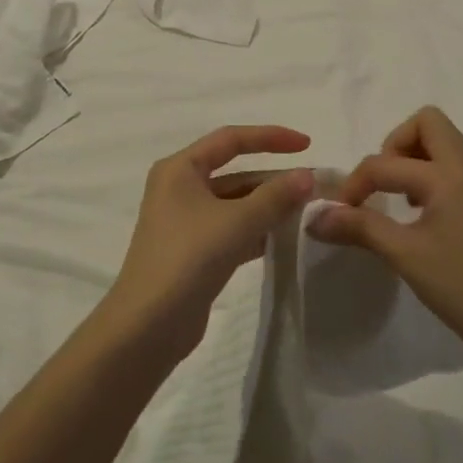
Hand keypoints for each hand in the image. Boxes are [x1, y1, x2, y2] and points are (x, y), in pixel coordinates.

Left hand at [108, 125, 315, 358]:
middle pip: (234, 172)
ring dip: (268, 205)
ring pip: (235, 203)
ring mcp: (185, 221)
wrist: (149, 324)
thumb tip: (307, 176)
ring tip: (308, 211)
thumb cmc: (189, 258)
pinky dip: (257, 229)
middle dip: (274, 178)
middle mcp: (179, 188)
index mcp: (180, 169)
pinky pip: (232, 228)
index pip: (230, 139)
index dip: (270, 137)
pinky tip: (285, 238)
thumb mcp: (237, 222)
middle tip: (314, 186)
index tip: (307, 144)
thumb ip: (275, 197)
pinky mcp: (193, 251)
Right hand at [309, 106, 462, 376]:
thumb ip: (358, 228)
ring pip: (442, 145)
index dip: (355, 184)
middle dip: (393, 146)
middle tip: (380, 185)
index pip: (386, 162)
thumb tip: (312, 216)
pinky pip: (452, 170)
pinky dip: (428, 179)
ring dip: (411, 161)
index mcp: (450, 175)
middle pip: (427, 124)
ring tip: (397, 201)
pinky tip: (419, 217)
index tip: (340, 214)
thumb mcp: (405, 255)